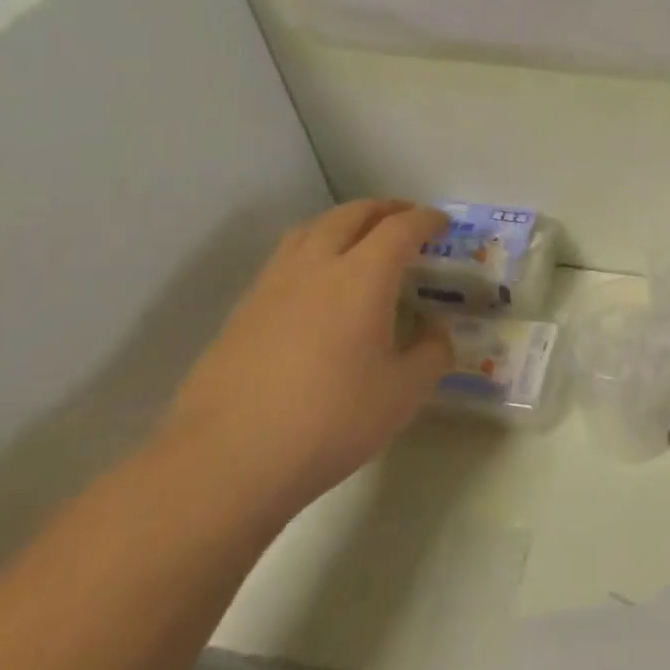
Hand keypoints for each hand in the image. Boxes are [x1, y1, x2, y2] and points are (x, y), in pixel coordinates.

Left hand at [156, 200, 452, 517]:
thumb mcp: (404, 393)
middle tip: (405, 218)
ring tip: (360, 238)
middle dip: (383, 209)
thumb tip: (435, 333)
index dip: (425, 220)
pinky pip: (285, 259)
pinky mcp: (242, 311)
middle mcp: (315, 267)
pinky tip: (317, 284)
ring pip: (310, 230)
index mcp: (362, 277)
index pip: (400, 229)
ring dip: (343, 222)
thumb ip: (432, 354)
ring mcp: (272, 286)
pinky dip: (312, 250)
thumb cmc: (331, 421)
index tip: (442, 223)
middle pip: (350, 215)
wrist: (227, 460)